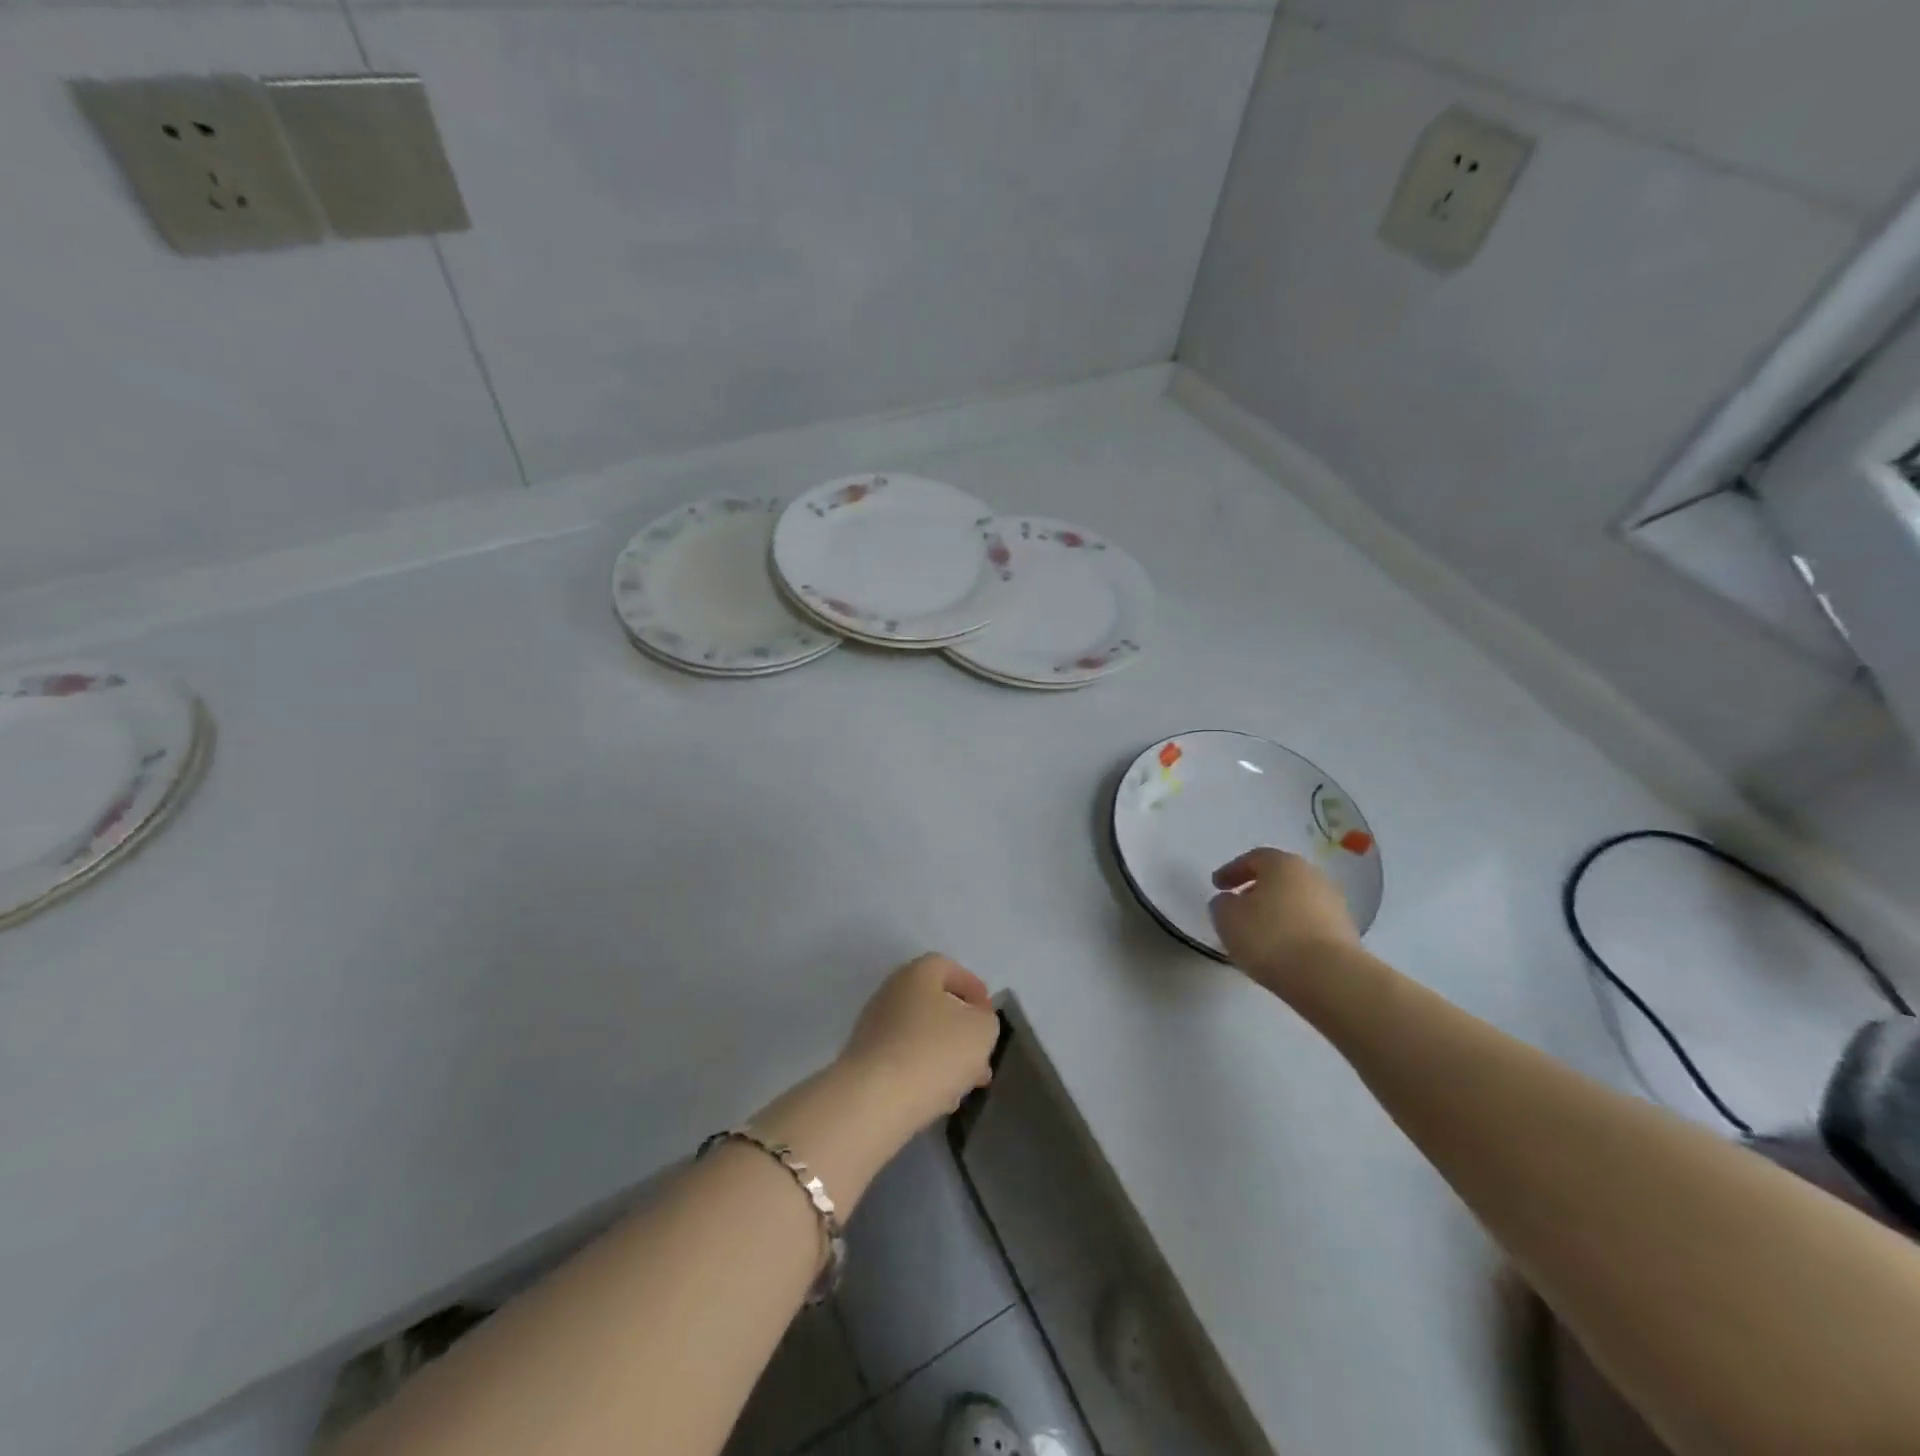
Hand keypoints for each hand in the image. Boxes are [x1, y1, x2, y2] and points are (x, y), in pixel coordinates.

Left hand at [837, 954, 999, 1131]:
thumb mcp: (981, 1030)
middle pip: (934, 1004)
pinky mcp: (865, 1062)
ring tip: (966, 1084)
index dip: (973, 988)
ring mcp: (873, 1027)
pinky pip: (903, 1060)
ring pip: (920, 1035)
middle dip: (962, 1030)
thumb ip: (985, 1020)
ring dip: (945, 1055)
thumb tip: (974, 1022)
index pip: (948, 968)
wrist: (874, 1100)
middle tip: (981, 1055)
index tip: (989, 1016)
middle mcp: (891, 993)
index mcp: (917, 974)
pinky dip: (923, 1073)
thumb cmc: (934, 1052)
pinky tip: (939, 1099)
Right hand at [1209, 848, 1361, 1000]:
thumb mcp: (1227, 918)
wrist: (1329, 977)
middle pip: (1279, 877)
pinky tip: (1282, 949)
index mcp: (1283, 863)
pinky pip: (1311, 924)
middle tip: (1238, 905)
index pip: (1253, 858)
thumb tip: (1229, 902)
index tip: (1216, 886)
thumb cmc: (1270, 937)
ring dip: (1277, 911)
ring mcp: (1334, 904)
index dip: (1231, 871)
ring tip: (1259, 932)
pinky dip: (1294, 930)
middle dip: (1257, 889)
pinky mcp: (1346, 933)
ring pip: (1296, 901)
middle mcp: (1312, 876)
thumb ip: (1222, 904)